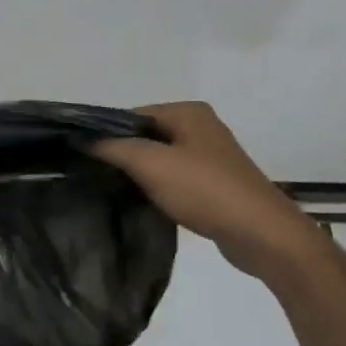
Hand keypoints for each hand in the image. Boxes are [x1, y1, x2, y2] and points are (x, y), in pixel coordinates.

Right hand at [96, 102, 318, 273]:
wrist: (261, 234)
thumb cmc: (204, 190)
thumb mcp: (151, 163)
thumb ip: (114, 147)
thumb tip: (83, 139)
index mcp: (188, 112)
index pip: (133, 115)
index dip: (107, 133)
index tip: (83, 157)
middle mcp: (200, 127)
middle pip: (146, 136)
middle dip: (122, 154)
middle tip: (94, 176)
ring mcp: (210, 157)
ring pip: (160, 159)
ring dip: (140, 174)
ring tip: (114, 192)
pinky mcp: (214, 185)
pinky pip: (175, 180)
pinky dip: (158, 189)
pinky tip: (144, 204)